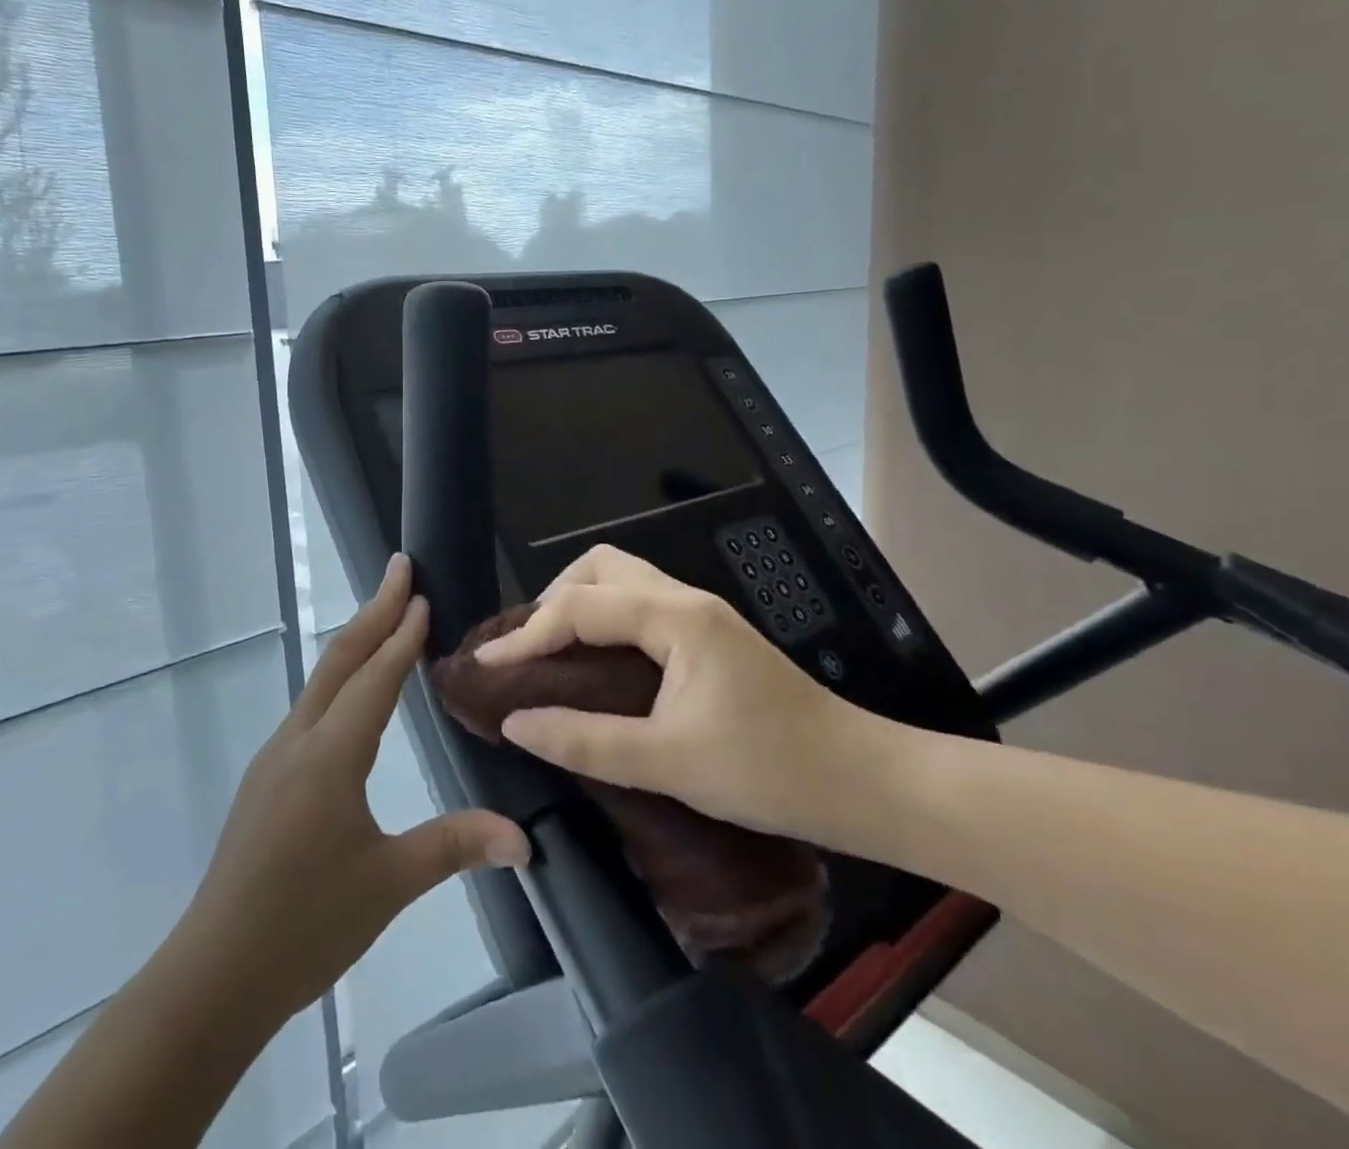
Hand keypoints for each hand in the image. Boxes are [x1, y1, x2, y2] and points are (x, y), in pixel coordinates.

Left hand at [181, 555, 530, 1025]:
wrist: (214, 975)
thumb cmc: (305, 925)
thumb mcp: (388, 884)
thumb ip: (455, 846)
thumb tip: (525, 839)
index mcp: (330, 756)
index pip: (375, 679)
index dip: (402, 635)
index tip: (423, 594)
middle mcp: (298, 741)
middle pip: (340, 660)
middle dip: (373, 610)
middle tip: (400, 568)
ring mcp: (275, 758)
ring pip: (321, 680)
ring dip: (355, 641)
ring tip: (385, 615)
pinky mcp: (267, 778)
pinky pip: (310, 707)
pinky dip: (339, 677)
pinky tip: (351, 691)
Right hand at [475, 546, 909, 850]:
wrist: (863, 782)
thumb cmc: (770, 770)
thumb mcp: (671, 763)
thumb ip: (587, 740)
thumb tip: (515, 723)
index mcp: (676, 618)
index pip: (581, 606)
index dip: (526, 634)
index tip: (486, 667)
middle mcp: (686, 600)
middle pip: (602, 567)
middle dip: (554, 598)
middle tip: (528, 650)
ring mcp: (702, 615)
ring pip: (624, 581)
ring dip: (580, 604)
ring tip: (553, 653)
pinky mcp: (710, 637)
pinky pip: (641, 607)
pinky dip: (605, 620)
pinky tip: (597, 663)